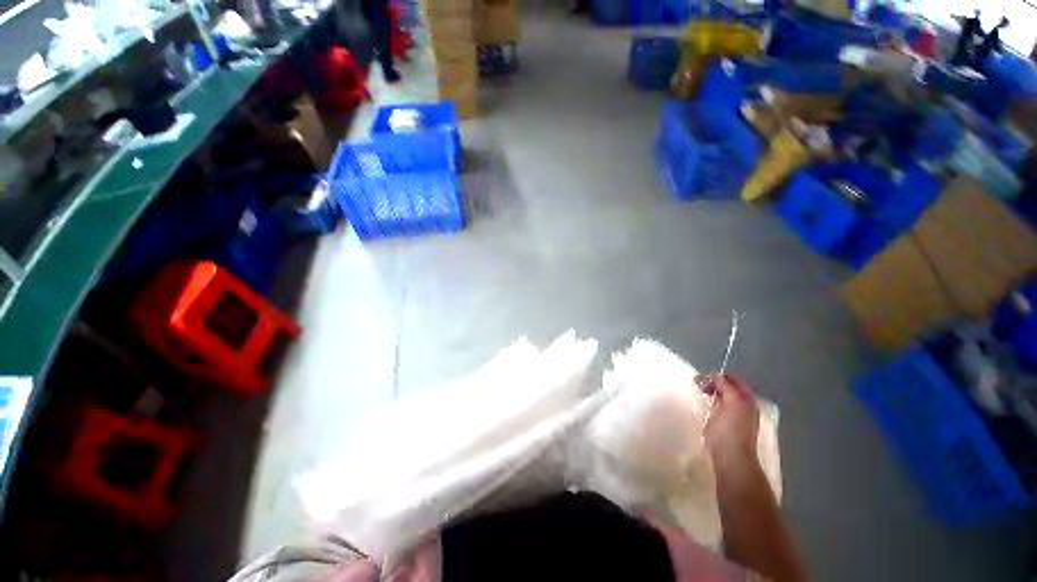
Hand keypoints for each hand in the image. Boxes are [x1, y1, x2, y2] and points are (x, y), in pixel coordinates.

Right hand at [697, 374, 759, 464]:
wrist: (730, 456)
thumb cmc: (731, 428)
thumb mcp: (732, 401)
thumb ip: (726, 386)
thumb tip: (717, 376)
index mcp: (747, 399)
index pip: (733, 380)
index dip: (718, 376)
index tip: (702, 378)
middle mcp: (743, 406)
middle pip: (727, 388)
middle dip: (712, 383)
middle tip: (697, 385)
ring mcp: (733, 416)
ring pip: (720, 397)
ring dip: (710, 393)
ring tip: (698, 394)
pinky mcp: (723, 425)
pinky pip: (716, 407)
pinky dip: (709, 403)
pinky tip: (702, 406)